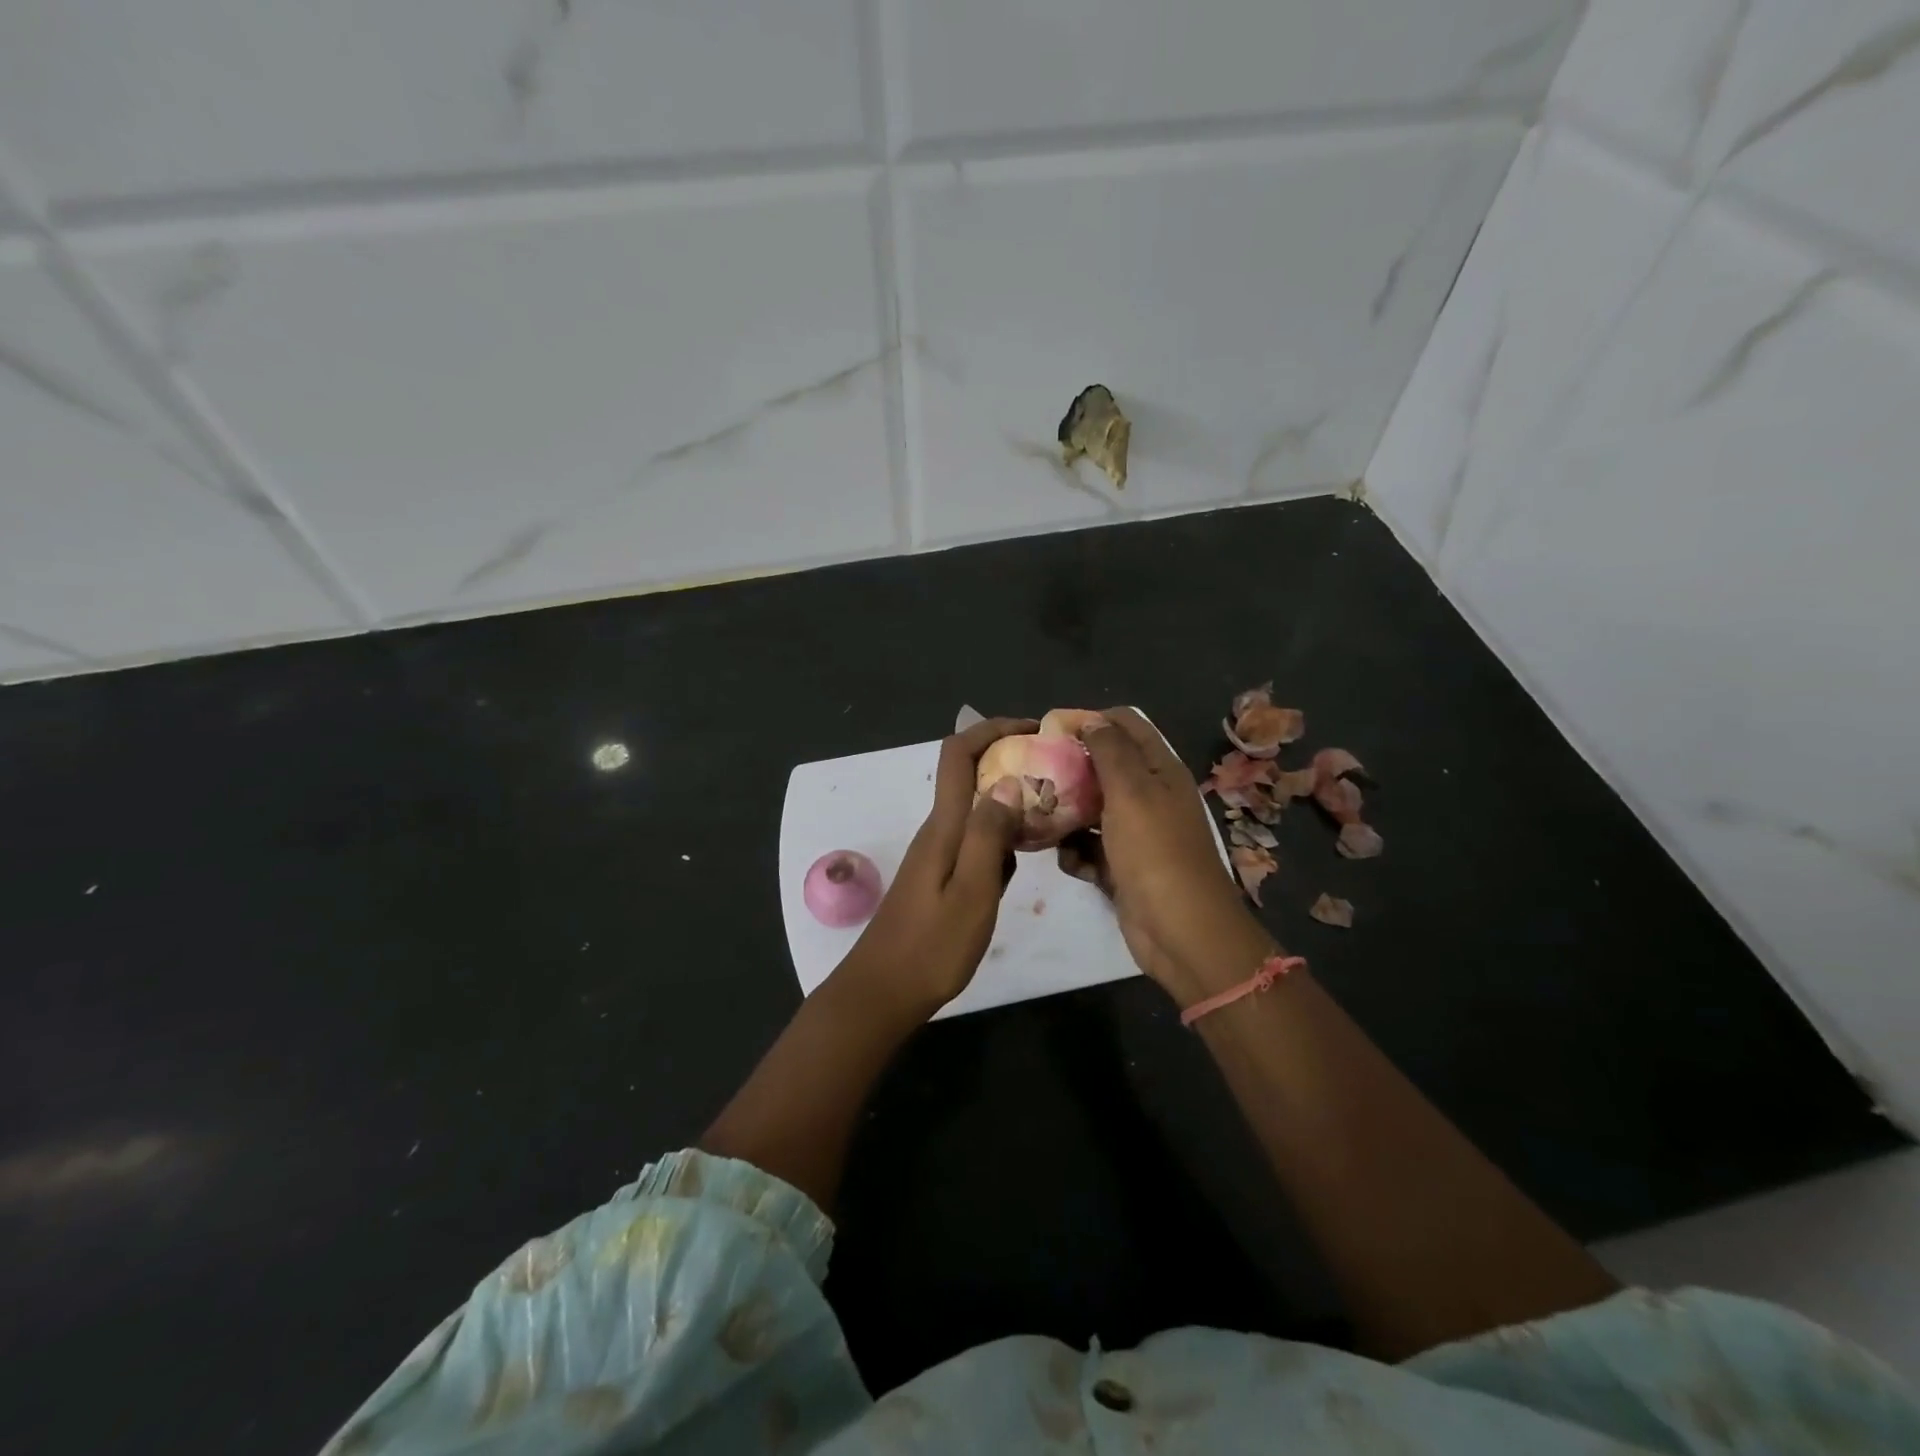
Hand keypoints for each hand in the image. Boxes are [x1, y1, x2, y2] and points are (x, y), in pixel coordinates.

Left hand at [833, 716, 1035, 1019]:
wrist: (883, 993)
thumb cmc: (931, 947)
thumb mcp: (972, 892)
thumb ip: (990, 836)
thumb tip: (1008, 781)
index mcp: (943, 826)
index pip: (959, 753)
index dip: (993, 730)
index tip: (1034, 730)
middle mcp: (938, 830)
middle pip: (969, 775)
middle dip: (1010, 760)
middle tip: (1057, 771)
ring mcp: (937, 855)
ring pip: (976, 809)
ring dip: (1010, 799)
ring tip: (1054, 808)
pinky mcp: (941, 877)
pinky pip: (976, 840)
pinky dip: (1003, 835)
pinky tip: (1026, 855)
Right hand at [1061, 707, 1270, 1001]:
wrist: (1179, 931)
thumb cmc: (1155, 852)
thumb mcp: (1132, 791)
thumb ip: (1110, 750)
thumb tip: (1091, 719)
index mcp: (1159, 770)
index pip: (1125, 725)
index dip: (1090, 720)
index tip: (1050, 729)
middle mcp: (1149, 796)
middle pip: (1103, 768)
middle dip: (1070, 770)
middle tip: (1032, 774)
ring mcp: (1136, 834)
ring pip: (1091, 810)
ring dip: (1066, 815)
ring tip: (1039, 819)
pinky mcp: (1122, 867)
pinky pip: (1090, 849)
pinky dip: (1077, 853)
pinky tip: (1069, 863)